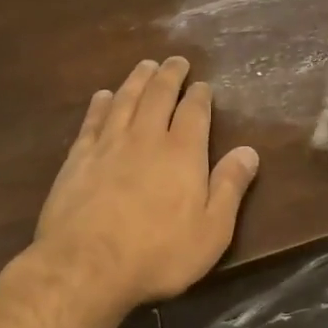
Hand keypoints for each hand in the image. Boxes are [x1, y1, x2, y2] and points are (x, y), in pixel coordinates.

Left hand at [33, 57, 259, 310]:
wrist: (86, 266)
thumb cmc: (159, 254)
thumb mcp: (212, 230)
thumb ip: (230, 187)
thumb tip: (249, 151)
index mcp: (183, 153)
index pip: (194, 112)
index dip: (200, 95)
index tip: (203, 84)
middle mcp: (146, 138)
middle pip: (158, 96)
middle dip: (169, 75)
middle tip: (175, 60)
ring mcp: (108, 145)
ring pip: (125, 100)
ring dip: (137, 79)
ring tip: (145, 65)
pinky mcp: (78, 159)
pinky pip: (92, 121)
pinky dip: (101, 104)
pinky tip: (103, 96)